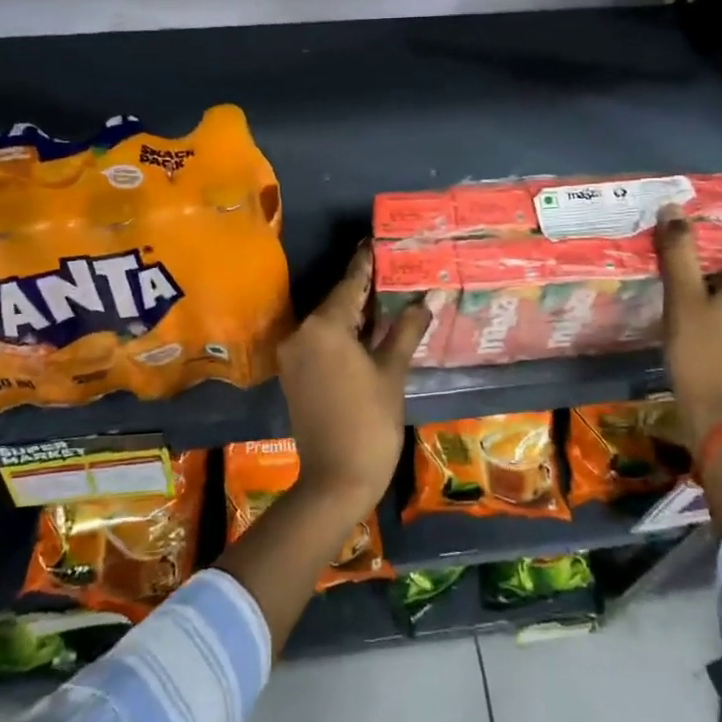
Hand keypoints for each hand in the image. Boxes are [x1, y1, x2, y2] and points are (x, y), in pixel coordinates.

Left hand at [276, 247, 431, 515]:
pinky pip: (321, 341)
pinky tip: (368, 327)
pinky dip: (343, 332)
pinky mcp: (295, 373)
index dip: (366, 263)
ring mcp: (294, 355)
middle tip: (392, 267)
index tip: (377, 241)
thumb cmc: (370, 422)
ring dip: (354, 310)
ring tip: (386, 292)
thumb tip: (427, 299)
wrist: (336, 480)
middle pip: (337, 301)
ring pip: (328, 322)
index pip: (349, 284)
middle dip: (364, 286)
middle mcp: (301, 333)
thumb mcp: (392, 372)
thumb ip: (406, 330)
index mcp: (323, 326)